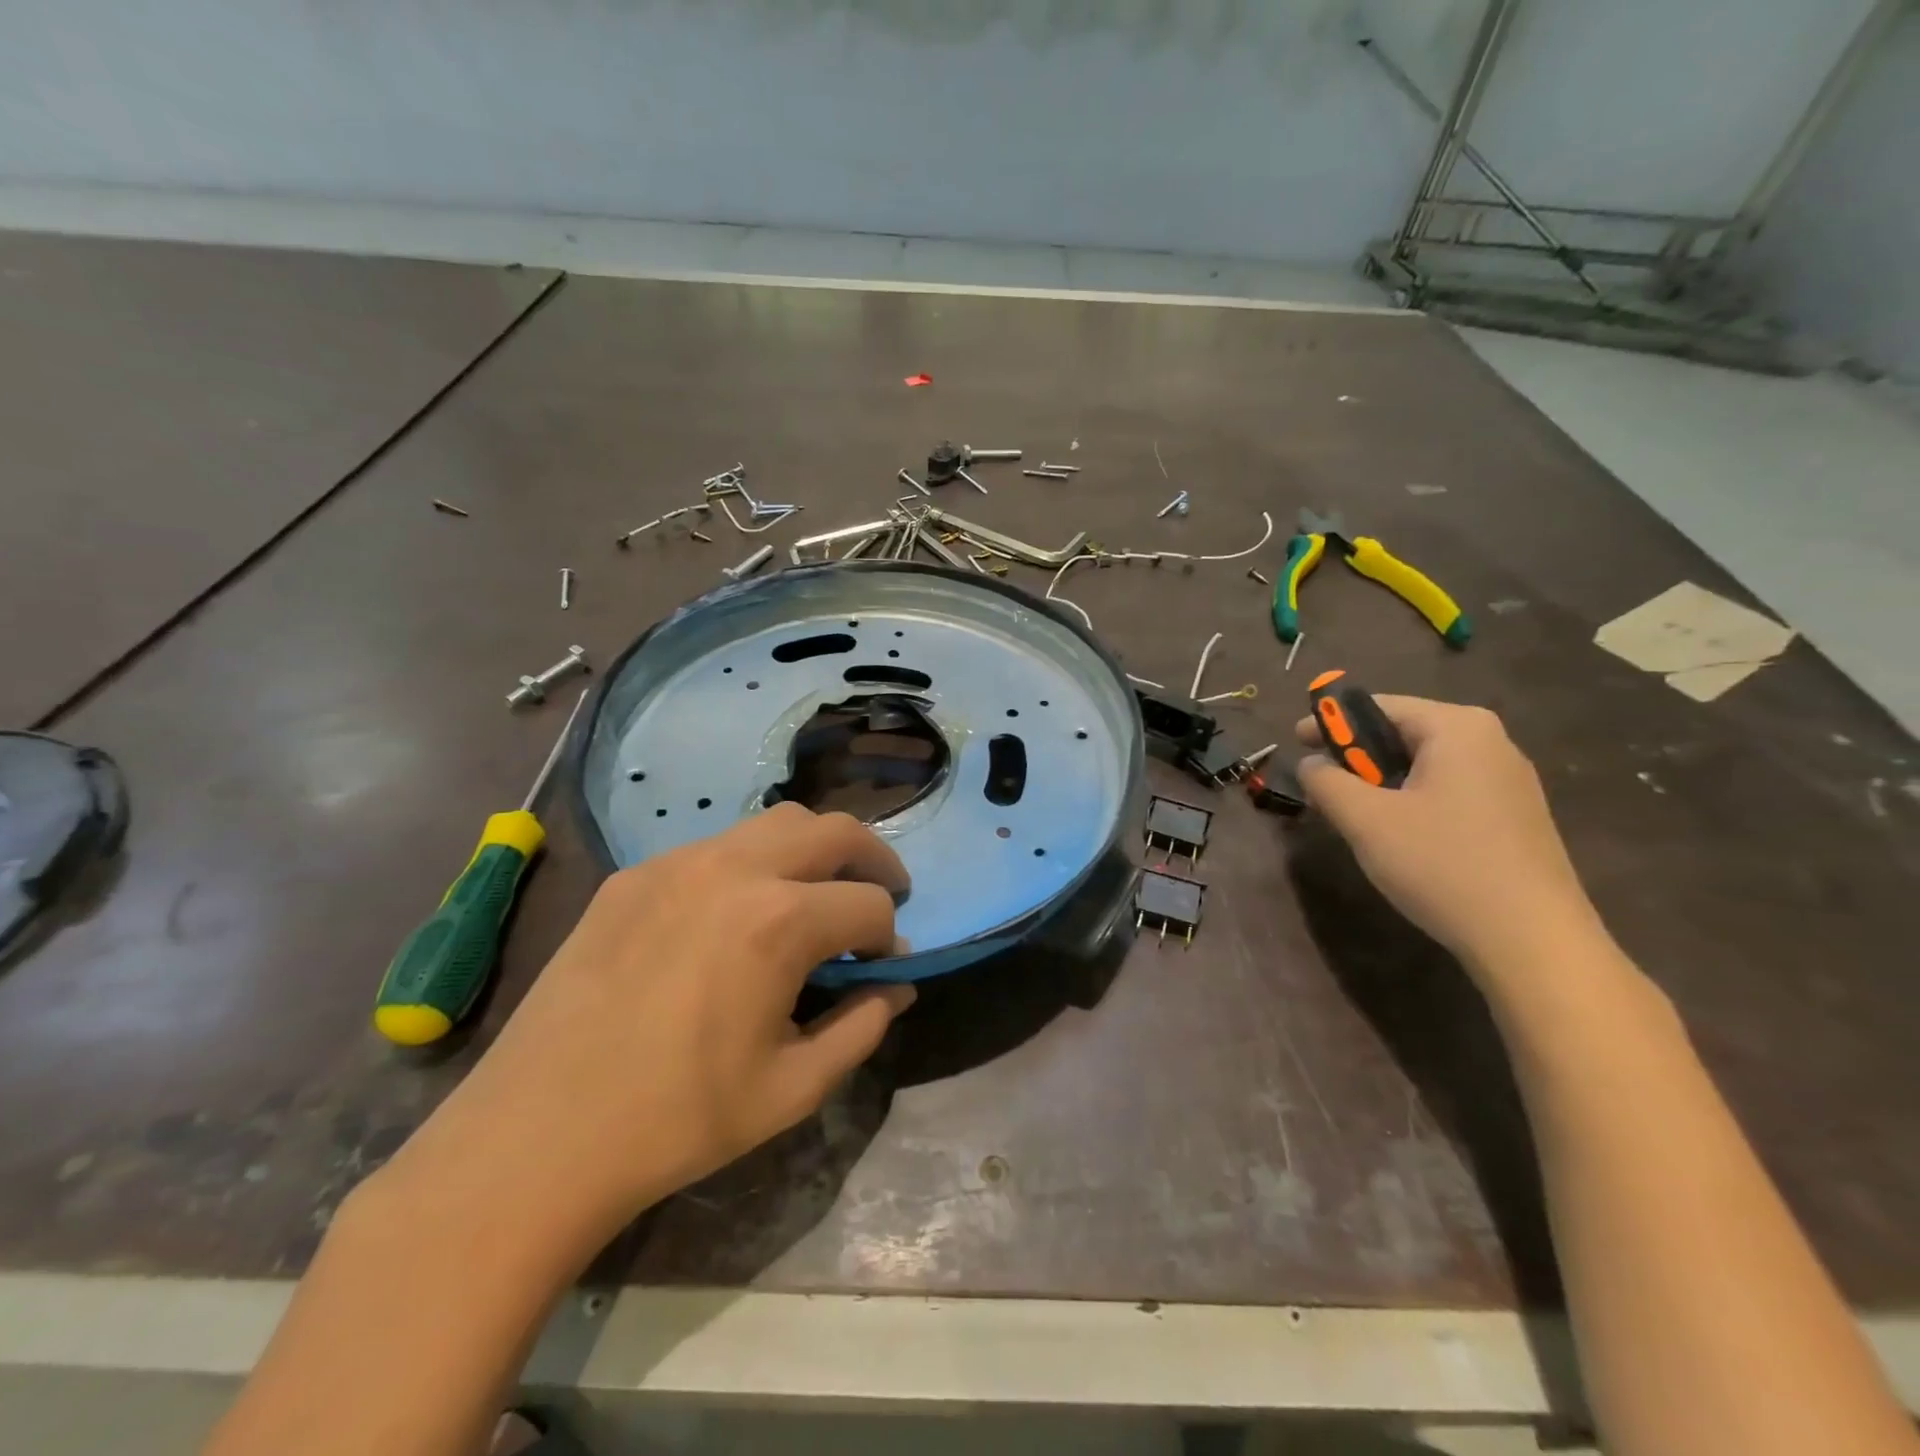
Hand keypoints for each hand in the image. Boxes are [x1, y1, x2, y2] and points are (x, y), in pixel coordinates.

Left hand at [374, 803, 915, 1264]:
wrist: (537, 1137)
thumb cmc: (678, 1119)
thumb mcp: (793, 1088)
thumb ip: (862, 1027)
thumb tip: (896, 986)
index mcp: (780, 921)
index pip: (869, 904)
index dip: (889, 938)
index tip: (882, 968)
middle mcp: (734, 869)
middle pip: (833, 830)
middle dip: (873, 858)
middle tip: (883, 892)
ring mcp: (677, 863)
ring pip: (774, 822)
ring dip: (813, 850)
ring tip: (816, 892)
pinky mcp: (634, 875)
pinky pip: (714, 847)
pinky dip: (752, 864)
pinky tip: (737, 914)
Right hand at [1294, 696, 1600, 973]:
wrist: (1532, 941)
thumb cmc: (1441, 864)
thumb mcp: (1365, 820)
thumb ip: (1326, 782)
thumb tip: (1310, 764)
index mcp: (1457, 728)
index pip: (1378, 706)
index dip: (1329, 722)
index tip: (1296, 742)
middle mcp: (1491, 742)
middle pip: (1404, 733)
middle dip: (1356, 756)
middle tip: (1322, 785)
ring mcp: (1510, 780)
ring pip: (1425, 765)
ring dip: (1382, 782)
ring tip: (1355, 815)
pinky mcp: (1516, 816)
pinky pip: (1449, 790)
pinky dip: (1413, 800)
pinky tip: (1399, 837)